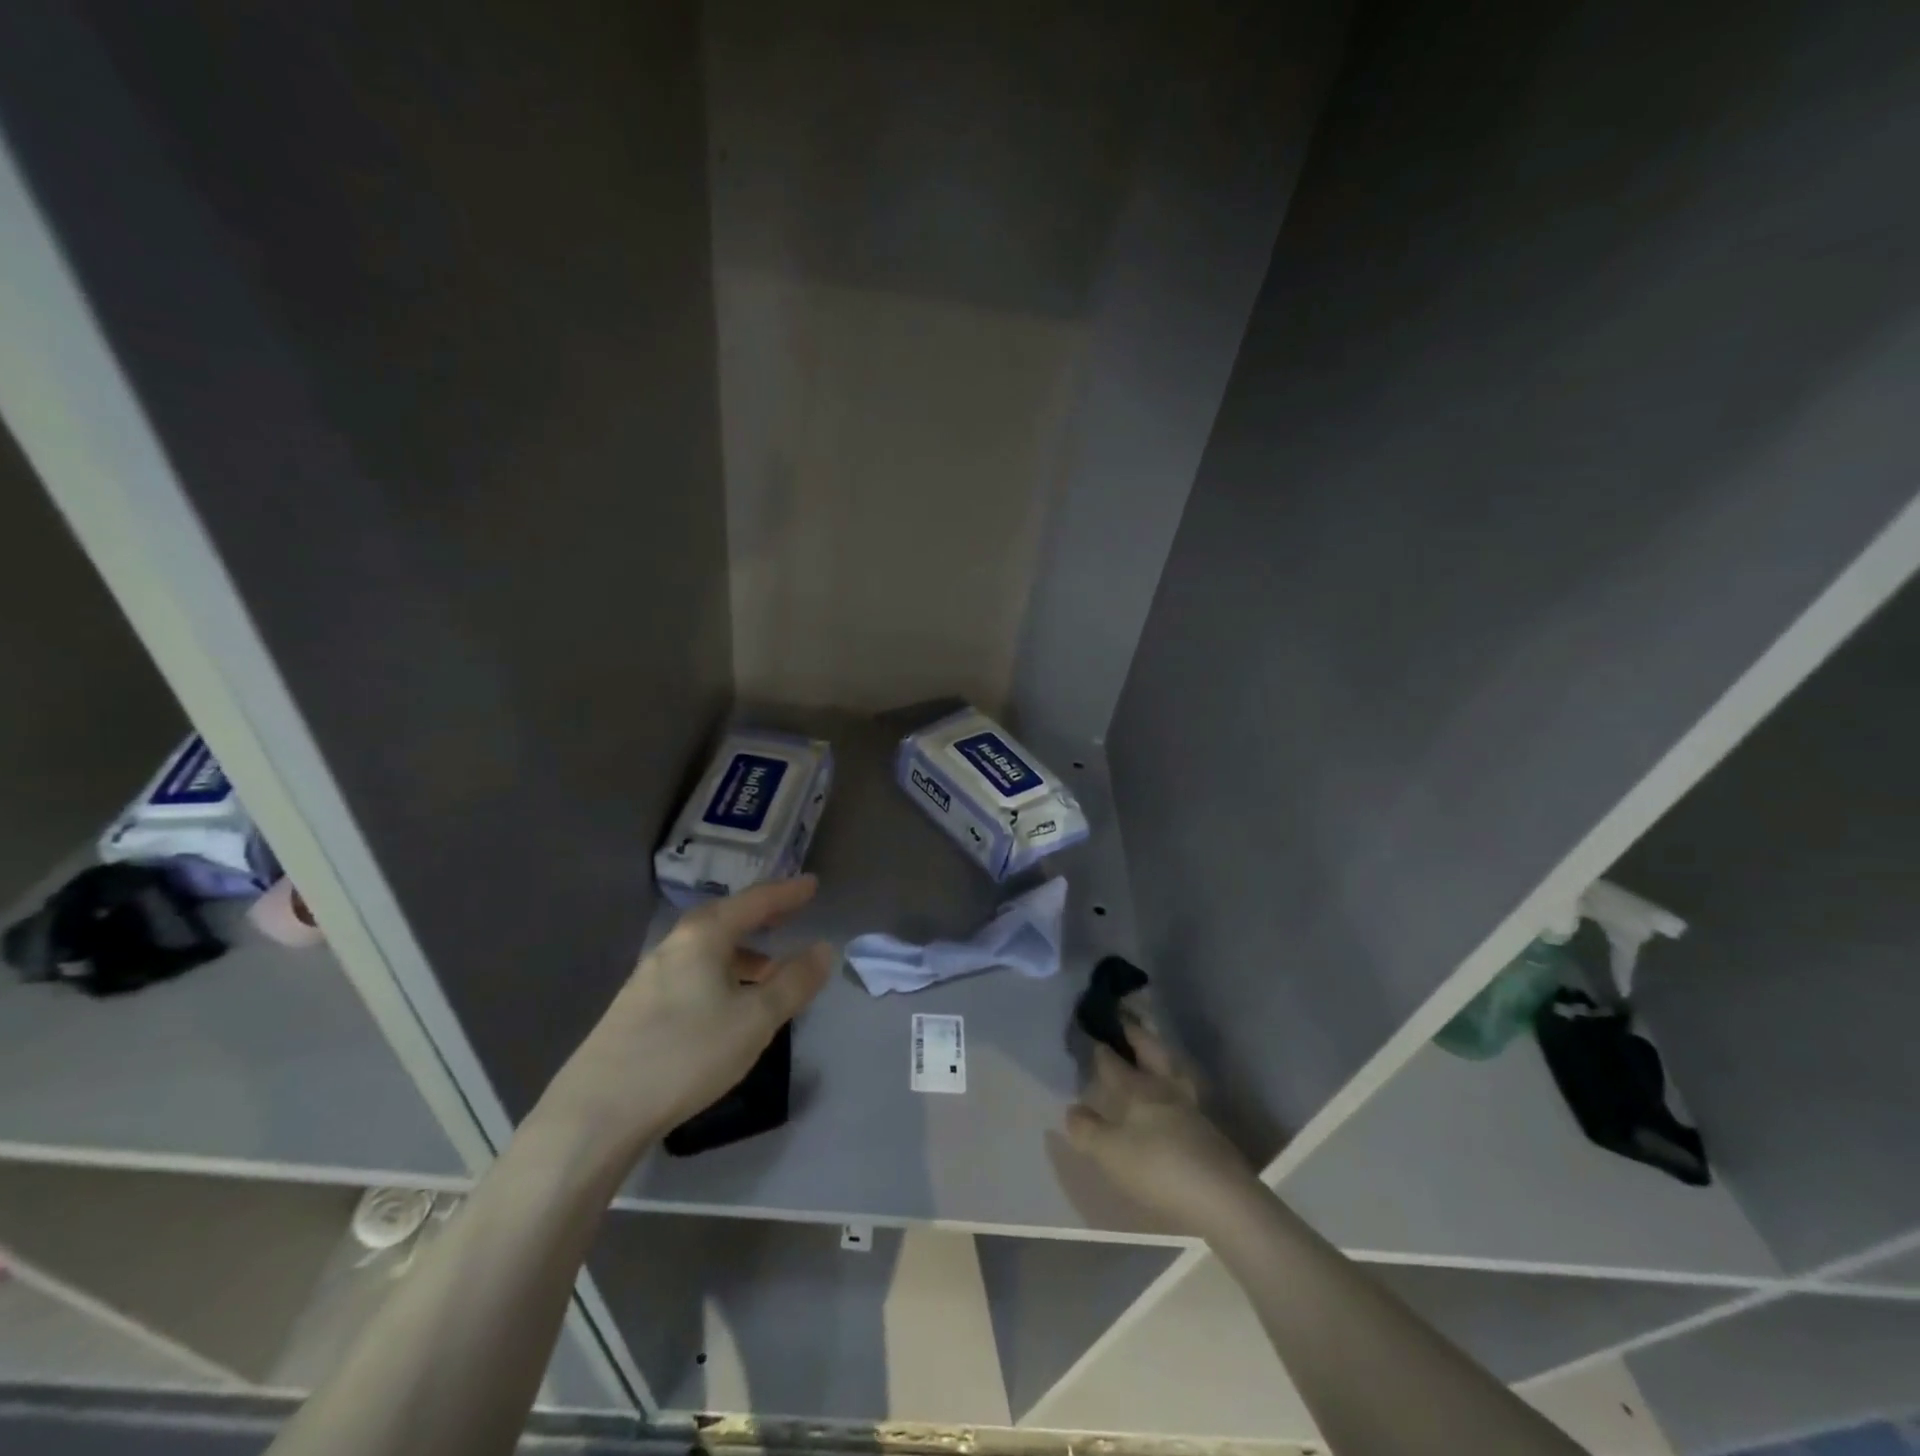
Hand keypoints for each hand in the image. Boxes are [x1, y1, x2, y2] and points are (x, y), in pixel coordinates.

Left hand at [543, 877, 833, 1164]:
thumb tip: (823, 948)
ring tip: (767, 969)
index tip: (813, 884)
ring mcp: (650, 976)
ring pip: (707, 948)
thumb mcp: (755, 1019)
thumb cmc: (686, 1054)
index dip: (787, 893)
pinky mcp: (636, 1006)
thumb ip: (793, 982)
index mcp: (704, 937)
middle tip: (790, 915)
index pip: (754, 902)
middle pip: (726, 919)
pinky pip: (692, 971)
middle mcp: (674, 945)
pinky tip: (726, 1003)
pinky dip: (720, 972)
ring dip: (741, 950)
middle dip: (761, 916)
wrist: (596, 1112)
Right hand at [1065, 1022, 1262, 1237]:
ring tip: (1151, 1052)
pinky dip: (1173, 1084)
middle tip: (1126, 1021)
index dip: (1102, 1049)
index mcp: (1139, 1089)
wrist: (1223, 1198)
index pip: (1115, 1063)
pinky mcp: (1209, 1131)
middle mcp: (1166, 1089)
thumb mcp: (1111, 1153)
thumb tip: (1072, 1109)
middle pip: (1151, 1052)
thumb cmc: (1159, 1168)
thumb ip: (1088, 1130)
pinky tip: (1171, 1097)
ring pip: (1173, 1070)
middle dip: (1137, 1035)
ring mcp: (1191, 1108)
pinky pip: (1185, 1093)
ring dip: (1160, 1056)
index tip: (1093, 1035)